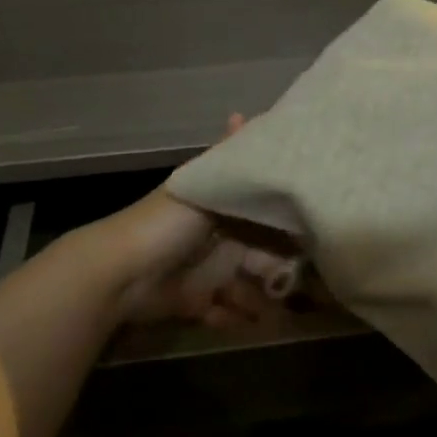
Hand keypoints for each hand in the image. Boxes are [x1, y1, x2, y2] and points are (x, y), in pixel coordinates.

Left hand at [83, 115, 305, 328]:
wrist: (120, 274)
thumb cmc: (167, 226)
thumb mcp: (203, 185)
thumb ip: (225, 156)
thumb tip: (240, 113)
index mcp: (219, 205)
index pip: (263, 212)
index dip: (288, 224)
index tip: (316, 235)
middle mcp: (216, 235)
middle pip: (260, 253)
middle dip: (281, 269)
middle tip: (307, 285)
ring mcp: (205, 269)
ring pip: (246, 285)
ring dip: (262, 299)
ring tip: (282, 312)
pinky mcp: (195, 301)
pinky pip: (224, 311)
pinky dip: (236, 318)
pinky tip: (250, 323)